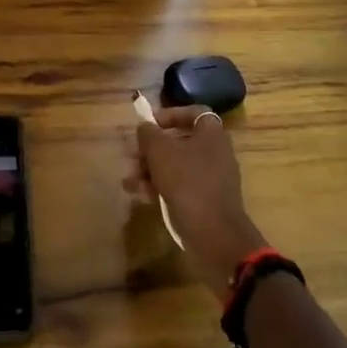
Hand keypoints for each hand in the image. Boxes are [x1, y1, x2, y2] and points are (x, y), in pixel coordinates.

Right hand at [126, 101, 267, 297]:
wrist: (215, 235)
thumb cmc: (187, 182)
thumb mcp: (160, 152)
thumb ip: (148, 134)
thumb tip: (144, 126)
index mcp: (211, 134)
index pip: (194, 112)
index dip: (171, 115)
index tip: (151, 125)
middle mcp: (216, 152)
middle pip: (180, 141)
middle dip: (152, 149)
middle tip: (133, 158)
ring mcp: (214, 178)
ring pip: (178, 166)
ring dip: (151, 170)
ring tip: (130, 182)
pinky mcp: (208, 201)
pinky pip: (182, 186)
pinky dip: (163, 187)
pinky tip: (142, 196)